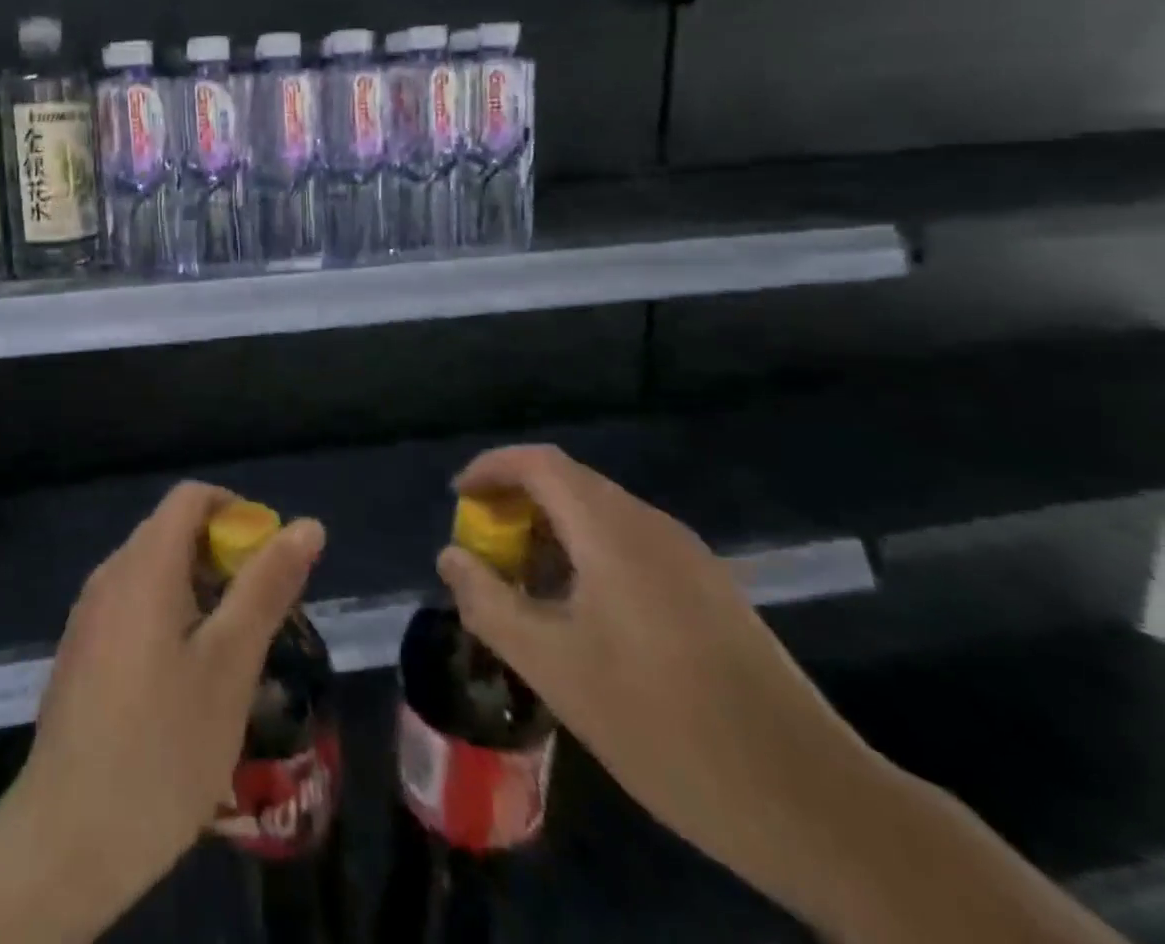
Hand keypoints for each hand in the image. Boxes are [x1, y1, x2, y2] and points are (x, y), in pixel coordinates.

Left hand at [12, 481, 325, 924]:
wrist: (68, 841)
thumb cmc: (163, 745)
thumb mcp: (231, 664)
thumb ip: (267, 586)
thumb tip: (307, 526)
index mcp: (143, 565)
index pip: (192, 497)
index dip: (238, 513)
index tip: (270, 562)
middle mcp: (109, 575)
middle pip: (173, 532)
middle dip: (224, 559)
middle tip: (261, 617)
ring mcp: (89, 616)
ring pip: (155, 574)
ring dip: (201, 593)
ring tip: (233, 655)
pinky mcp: (81, 653)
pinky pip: (133, 607)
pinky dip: (171, 618)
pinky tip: (188, 683)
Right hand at [436, 445, 880, 922]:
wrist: (813, 802)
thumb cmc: (663, 724)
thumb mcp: (553, 667)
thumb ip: (489, 603)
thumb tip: (451, 557)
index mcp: (612, 530)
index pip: (538, 463)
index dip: (490, 469)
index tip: (458, 500)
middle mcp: (652, 526)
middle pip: (568, 484)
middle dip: (516, 505)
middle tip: (484, 552)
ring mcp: (689, 558)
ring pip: (600, 517)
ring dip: (551, 534)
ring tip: (525, 587)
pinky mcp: (711, 592)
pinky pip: (630, 546)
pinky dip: (587, 557)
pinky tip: (582, 616)